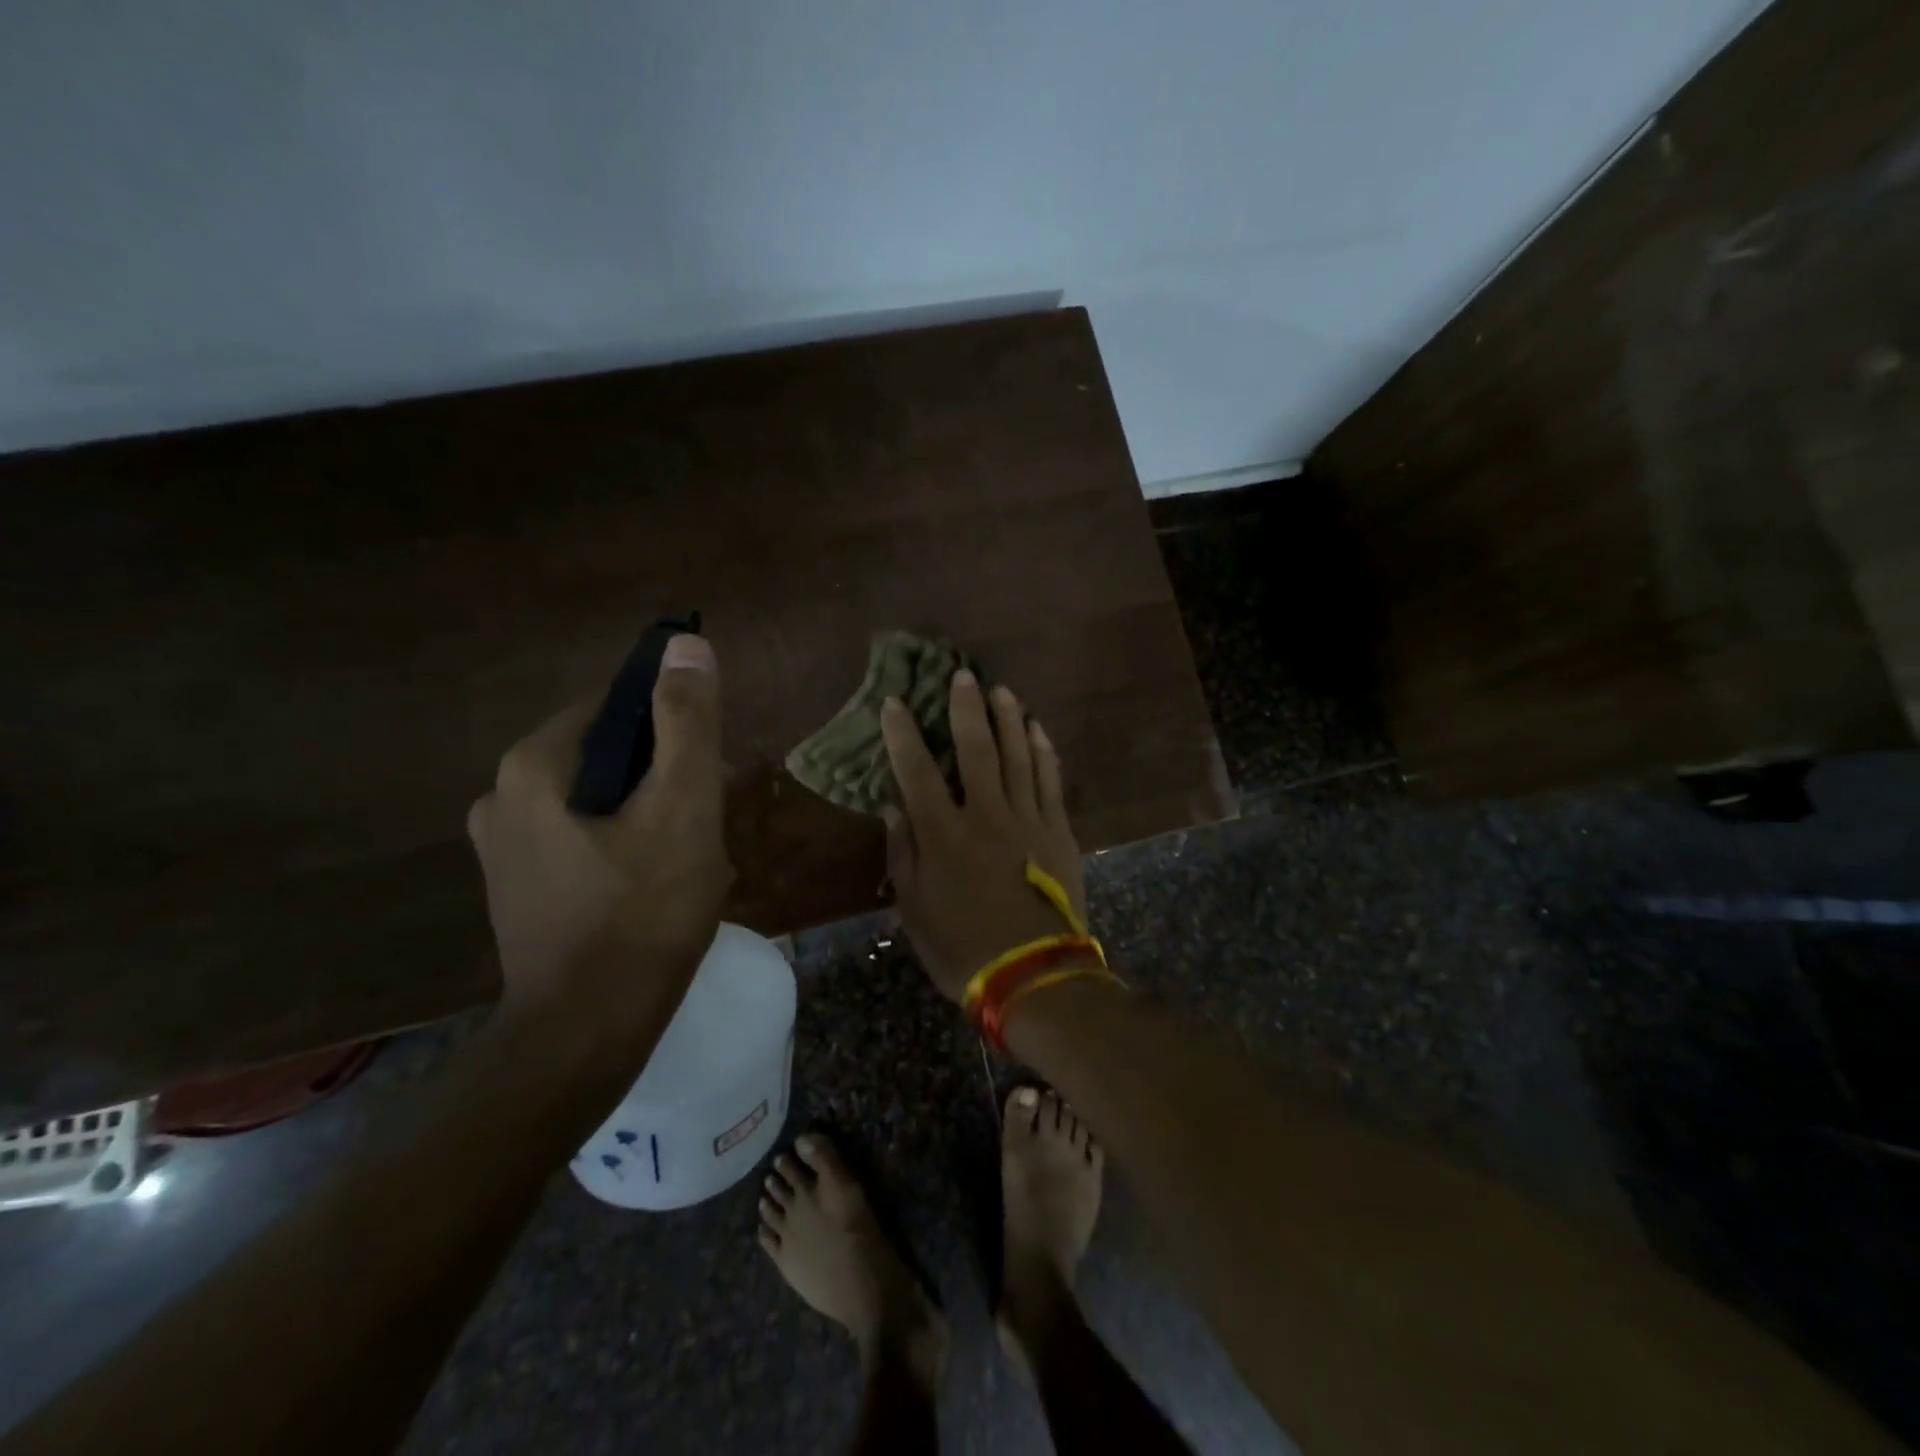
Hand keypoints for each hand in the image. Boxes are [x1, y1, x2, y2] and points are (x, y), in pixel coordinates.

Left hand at [467, 635, 731, 1027]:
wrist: (587, 1032)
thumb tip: (684, 644)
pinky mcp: (517, 887)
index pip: (616, 707)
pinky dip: (623, 844)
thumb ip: (686, 723)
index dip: (673, 731)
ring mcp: (503, 847)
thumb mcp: (682, 807)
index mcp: (534, 765)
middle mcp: (501, 796)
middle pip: (608, 755)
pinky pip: (583, 837)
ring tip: (688, 857)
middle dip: (664, 779)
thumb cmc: (643, 913)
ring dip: (649, 814)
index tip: (710, 774)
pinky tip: (654, 885)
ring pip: (599, 800)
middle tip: (705, 822)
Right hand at [881, 670, 1088, 1001]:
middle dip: (965, 709)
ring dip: (1008, 719)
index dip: (903, 735)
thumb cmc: (963, 948)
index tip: (895, 703)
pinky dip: (1043, 751)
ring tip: (1001, 690)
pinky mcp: (1058, 831)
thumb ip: (902, 855)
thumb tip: (893, 808)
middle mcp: (986, 815)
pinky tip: (1037, 729)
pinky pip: (1050, 780)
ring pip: (1018, 756)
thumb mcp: (914, 911)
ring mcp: (1028, 819)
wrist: (1033, 975)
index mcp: (944, 835)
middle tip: (962, 675)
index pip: (917, 772)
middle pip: (975, 750)